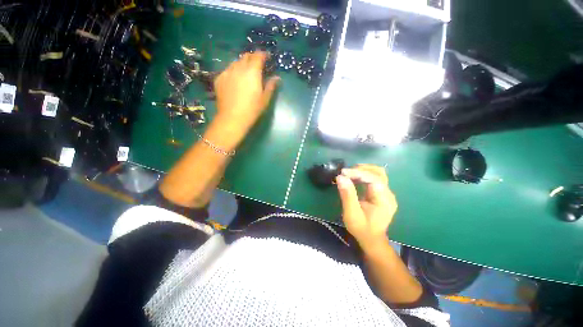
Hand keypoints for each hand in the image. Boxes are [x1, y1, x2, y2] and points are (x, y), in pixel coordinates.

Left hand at [213, 52, 279, 137]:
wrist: (232, 118)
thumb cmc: (252, 110)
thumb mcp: (265, 99)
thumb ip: (271, 86)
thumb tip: (277, 77)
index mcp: (252, 72)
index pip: (258, 56)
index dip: (263, 55)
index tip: (267, 57)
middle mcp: (239, 68)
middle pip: (246, 57)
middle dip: (253, 58)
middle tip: (257, 65)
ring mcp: (227, 72)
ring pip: (235, 62)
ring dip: (242, 64)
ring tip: (245, 73)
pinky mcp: (219, 79)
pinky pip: (227, 70)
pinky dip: (233, 72)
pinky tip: (235, 81)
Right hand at [336, 164, 396, 250]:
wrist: (371, 239)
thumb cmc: (361, 228)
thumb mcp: (352, 214)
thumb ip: (347, 195)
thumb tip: (340, 177)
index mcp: (384, 200)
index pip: (374, 178)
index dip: (358, 173)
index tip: (343, 172)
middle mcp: (388, 194)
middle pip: (378, 172)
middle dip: (361, 169)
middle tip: (345, 173)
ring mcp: (386, 193)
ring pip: (377, 173)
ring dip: (362, 170)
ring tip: (348, 174)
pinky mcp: (381, 193)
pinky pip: (373, 178)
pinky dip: (363, 175)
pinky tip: (353, 178)